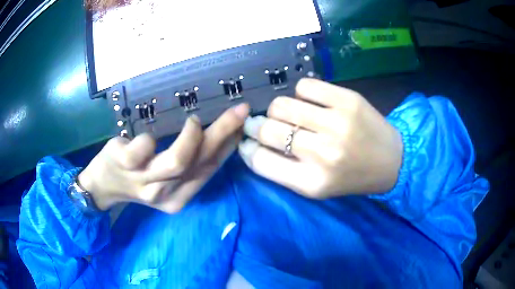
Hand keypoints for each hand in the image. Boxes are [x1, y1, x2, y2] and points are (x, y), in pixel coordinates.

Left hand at [78, 103, 248, 212]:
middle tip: (238, 111)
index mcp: (180, 197)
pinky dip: (150, 138)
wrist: (103, 185)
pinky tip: (149, 136)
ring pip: (177, 161)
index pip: (210, 169)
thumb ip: (188, 162)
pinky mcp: (126, 164)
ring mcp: (145, 182)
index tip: (242, 123)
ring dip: (191, 137)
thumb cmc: (135, 177)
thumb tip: (218, 136)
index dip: (228, 145)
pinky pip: (145, 147)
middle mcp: (166, 194)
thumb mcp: (164, 178)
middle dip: (222, 133)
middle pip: (199, 163)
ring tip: (193, 121)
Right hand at [238, 79, 402, 198]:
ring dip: (279, 110)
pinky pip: (305, 86)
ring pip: (282, 105)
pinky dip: (301, 94)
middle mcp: (322, 153)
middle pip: (267, 129)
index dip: (247, 148)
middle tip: (263, 125)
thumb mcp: (315, 187)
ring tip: (291, 115)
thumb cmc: (351, 177)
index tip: (247, 142)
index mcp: (311, 182)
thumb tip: (252, 144)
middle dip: (257, 126)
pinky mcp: (347, 100)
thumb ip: (282, 170)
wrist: (392, 161)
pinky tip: (310, 103)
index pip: (260, 160)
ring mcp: (336, 123)